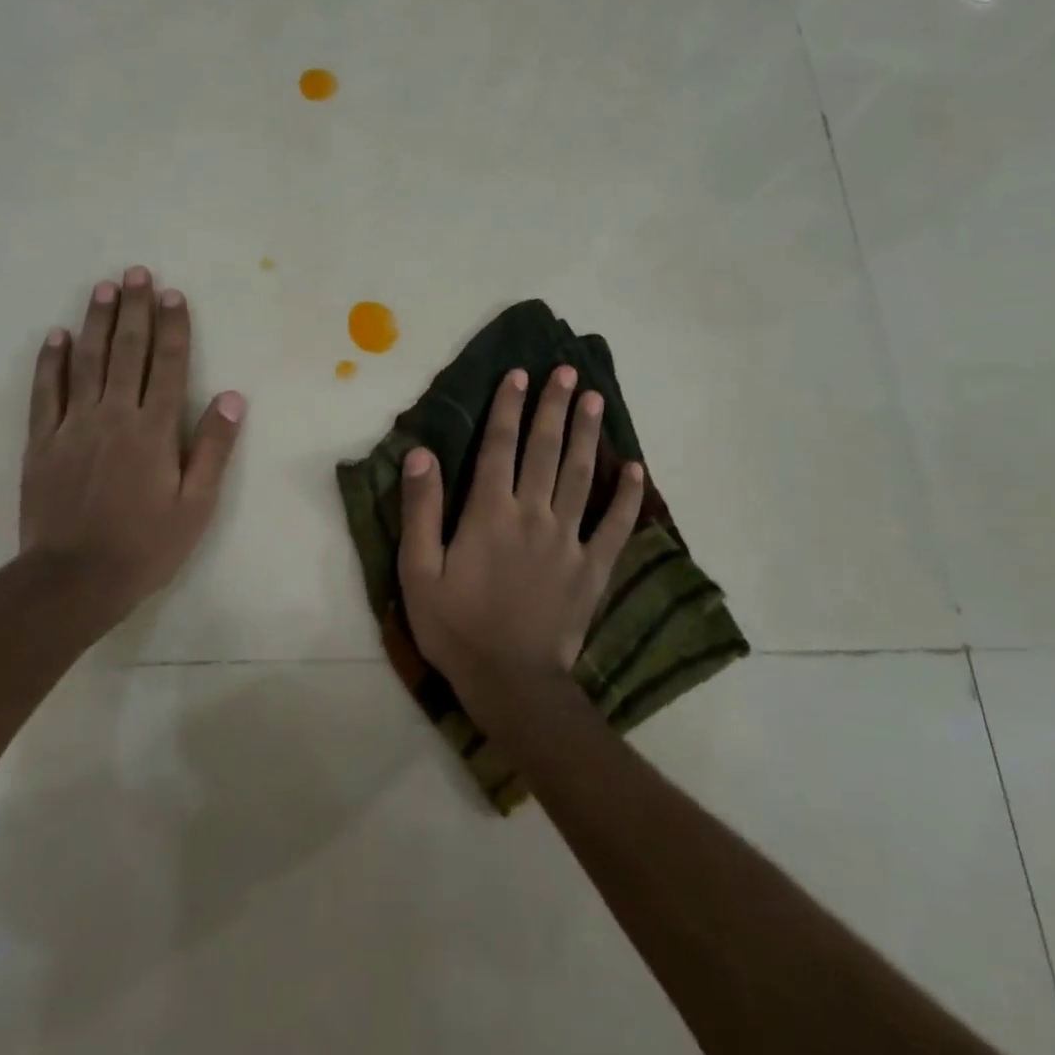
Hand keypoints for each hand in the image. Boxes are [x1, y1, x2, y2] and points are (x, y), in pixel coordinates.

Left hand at [18, 266, 244, 636]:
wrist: (73, 580)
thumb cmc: (144, 546)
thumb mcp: (195, 505)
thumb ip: (212, 448)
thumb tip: (232, 397)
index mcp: (154, 430)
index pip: (168, 366)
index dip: (172, 327)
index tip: (173, 295)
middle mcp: (114, 416)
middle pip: (126, 352)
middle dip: (134, 310)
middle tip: (136, 273)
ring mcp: (73, 426)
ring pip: (86, 362)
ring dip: (96, 322)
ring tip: (103, 288)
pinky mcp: (42, 442)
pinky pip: (46, 392)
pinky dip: (51, 361)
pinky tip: (56, 336)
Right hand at [397, 365, 641, 722]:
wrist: (510, 682)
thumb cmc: (456, 626)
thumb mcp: (418, 571)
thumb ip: (420, 510)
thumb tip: (421, 454)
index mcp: (490, 513)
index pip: (499, 446)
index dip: (508, 407)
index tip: (519, 374)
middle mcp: (533, 515)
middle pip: (545, 450)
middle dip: (554, 408)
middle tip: (566, 372)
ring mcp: (568, 540)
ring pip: (580, 476)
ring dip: (587, 435)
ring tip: (595, 400)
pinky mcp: (593, 568)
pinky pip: (616, 526)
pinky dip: (628, 497)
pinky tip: (636, 469)